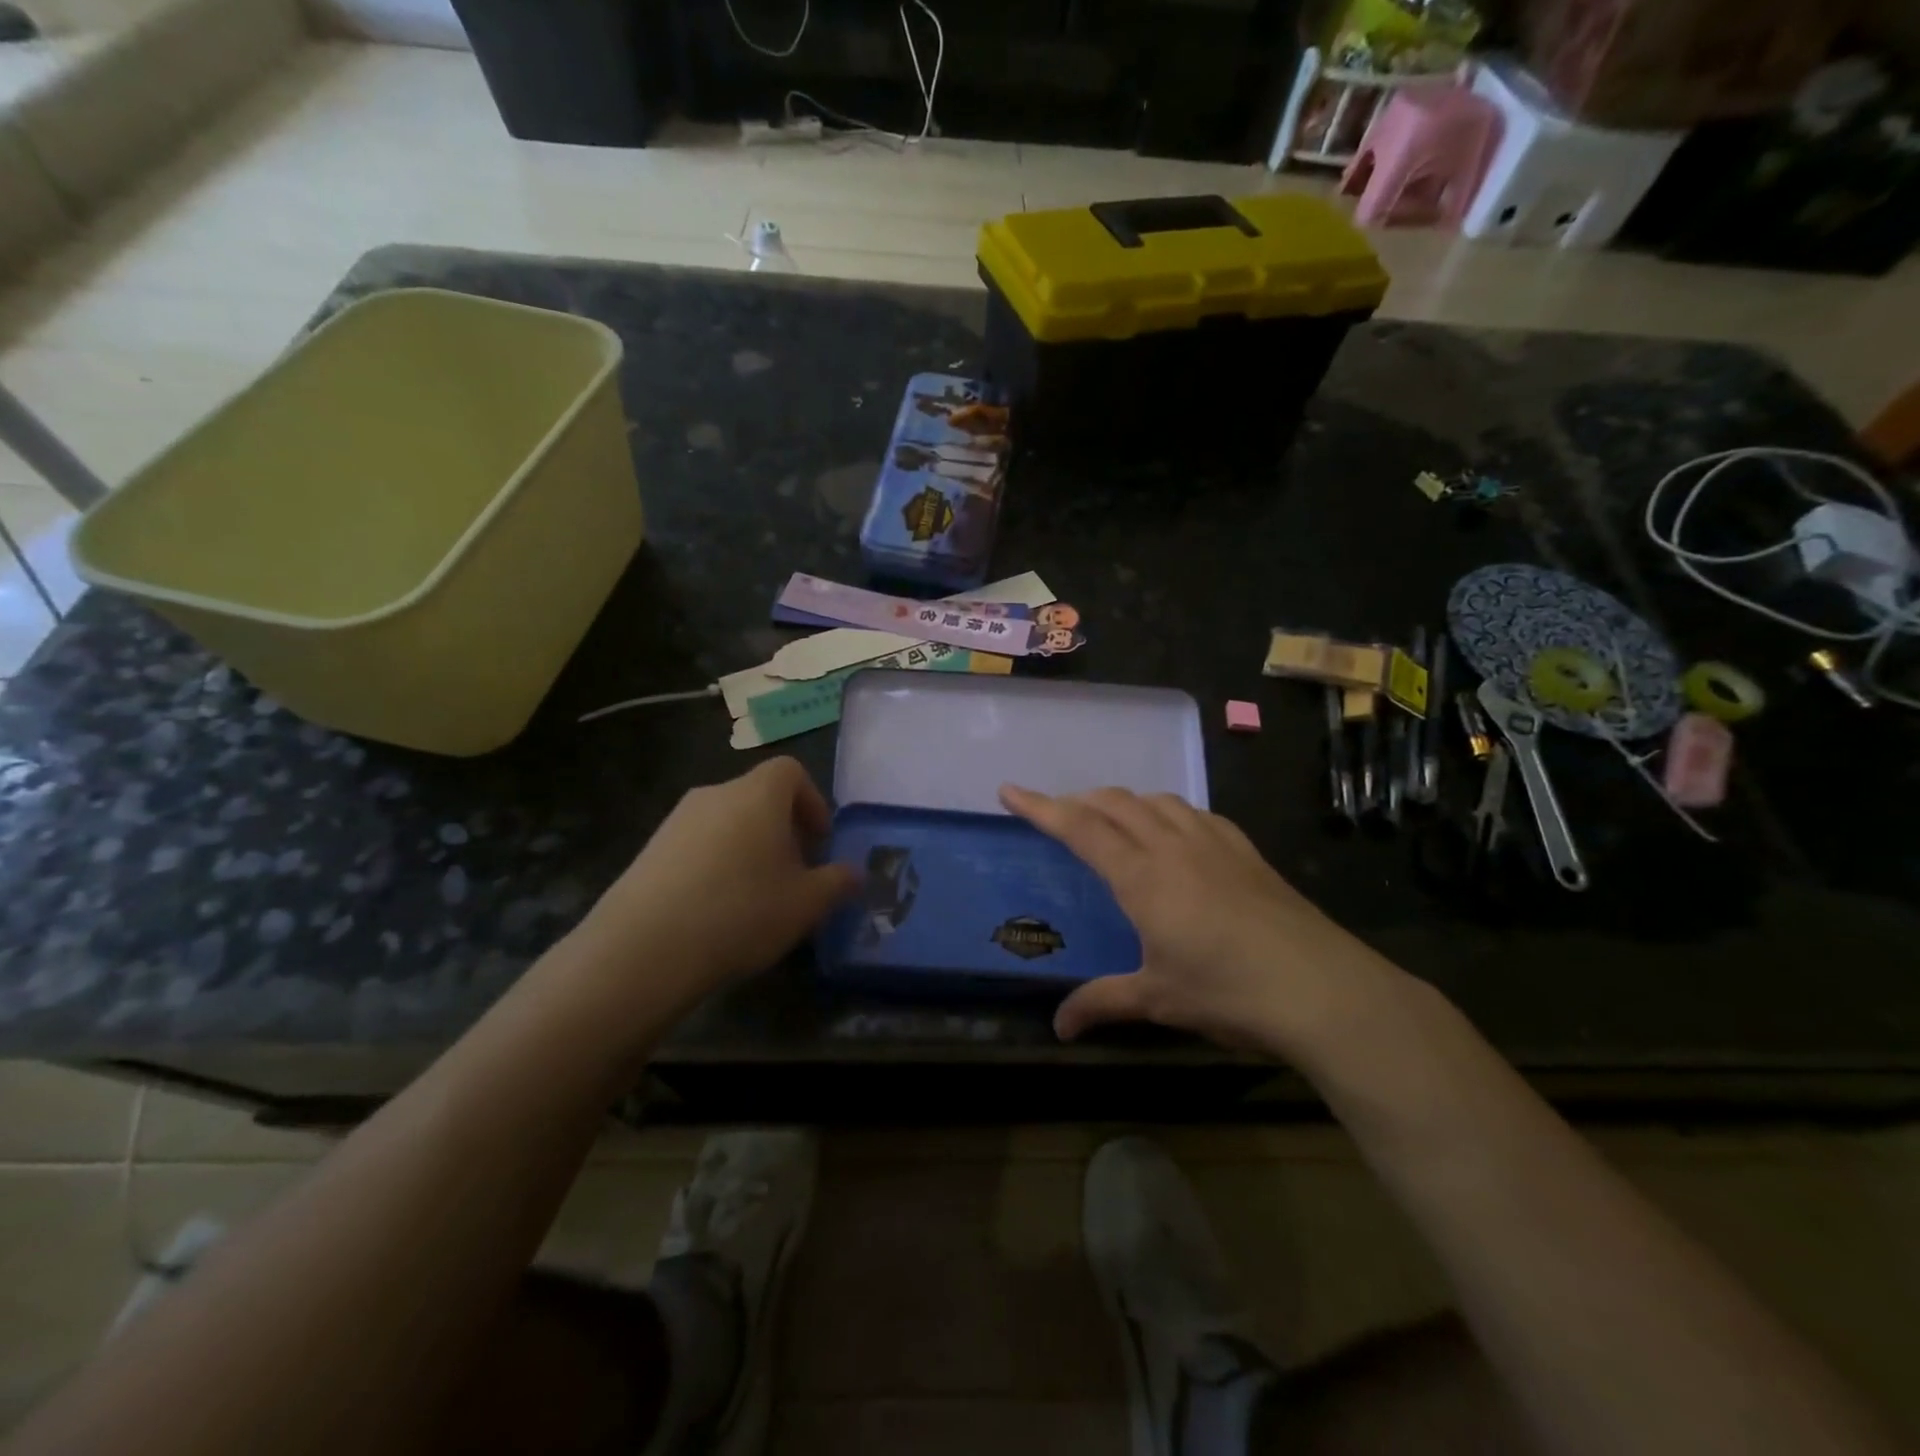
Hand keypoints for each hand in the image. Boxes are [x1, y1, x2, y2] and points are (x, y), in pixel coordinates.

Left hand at [569, 759, 857, 1016]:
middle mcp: (716, 794)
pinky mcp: (649, 849)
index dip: (812, 801)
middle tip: (794, 874)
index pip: (791, 771)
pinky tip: (716, 909)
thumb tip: (855, 874)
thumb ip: (838, 882)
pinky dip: (716, 863)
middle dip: (783, 830)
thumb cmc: (741, 913)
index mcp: (758, 795)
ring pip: (728, 821)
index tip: (819, 842)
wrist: (644, 948)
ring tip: (756, 896)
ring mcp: (677, 820)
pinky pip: (697, 844)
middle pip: (759, 796)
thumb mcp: (806, 904)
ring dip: (749, 847)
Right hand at [1001, 785, 1400, 1056]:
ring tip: (1112, 819)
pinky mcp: (1246, 851)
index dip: (1040, 807)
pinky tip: (1176, 832)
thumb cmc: (1228, 992)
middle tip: (1057, 814)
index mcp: (1142, 876)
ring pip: (1157, 801)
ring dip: (1125, 802)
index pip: (1080, 828)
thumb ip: (1103, 1002)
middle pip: (1116, 804)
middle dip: (1080, 801)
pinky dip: (1169, 812)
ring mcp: (1214, 843)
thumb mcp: (1158, 999)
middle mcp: (1173, 846)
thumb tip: (1058, 1027)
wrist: (1321, 988)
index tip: (1010, 790)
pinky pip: (1196, 813)